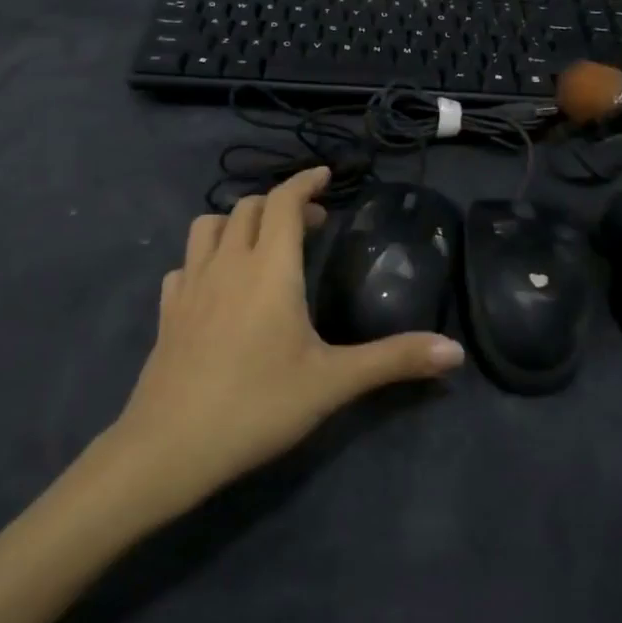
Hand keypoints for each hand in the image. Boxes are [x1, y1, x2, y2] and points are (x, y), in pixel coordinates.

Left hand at [107, 167, 463, 518]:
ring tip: (261, 244)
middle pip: (249, 207)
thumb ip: (394, 360)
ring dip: (237, 222)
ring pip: (208, 226)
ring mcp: (190, 284)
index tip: (326, 176)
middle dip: (281, 203)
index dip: (306, 182)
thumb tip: (455, 352)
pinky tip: (218, 285)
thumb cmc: (257, 405)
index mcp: (270, 268)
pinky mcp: (167, 310)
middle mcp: (228, 263)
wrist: (170, 446)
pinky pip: (185, 263)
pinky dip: (206, 257)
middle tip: (312, 224)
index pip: (285, 201)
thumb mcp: (333, 383)